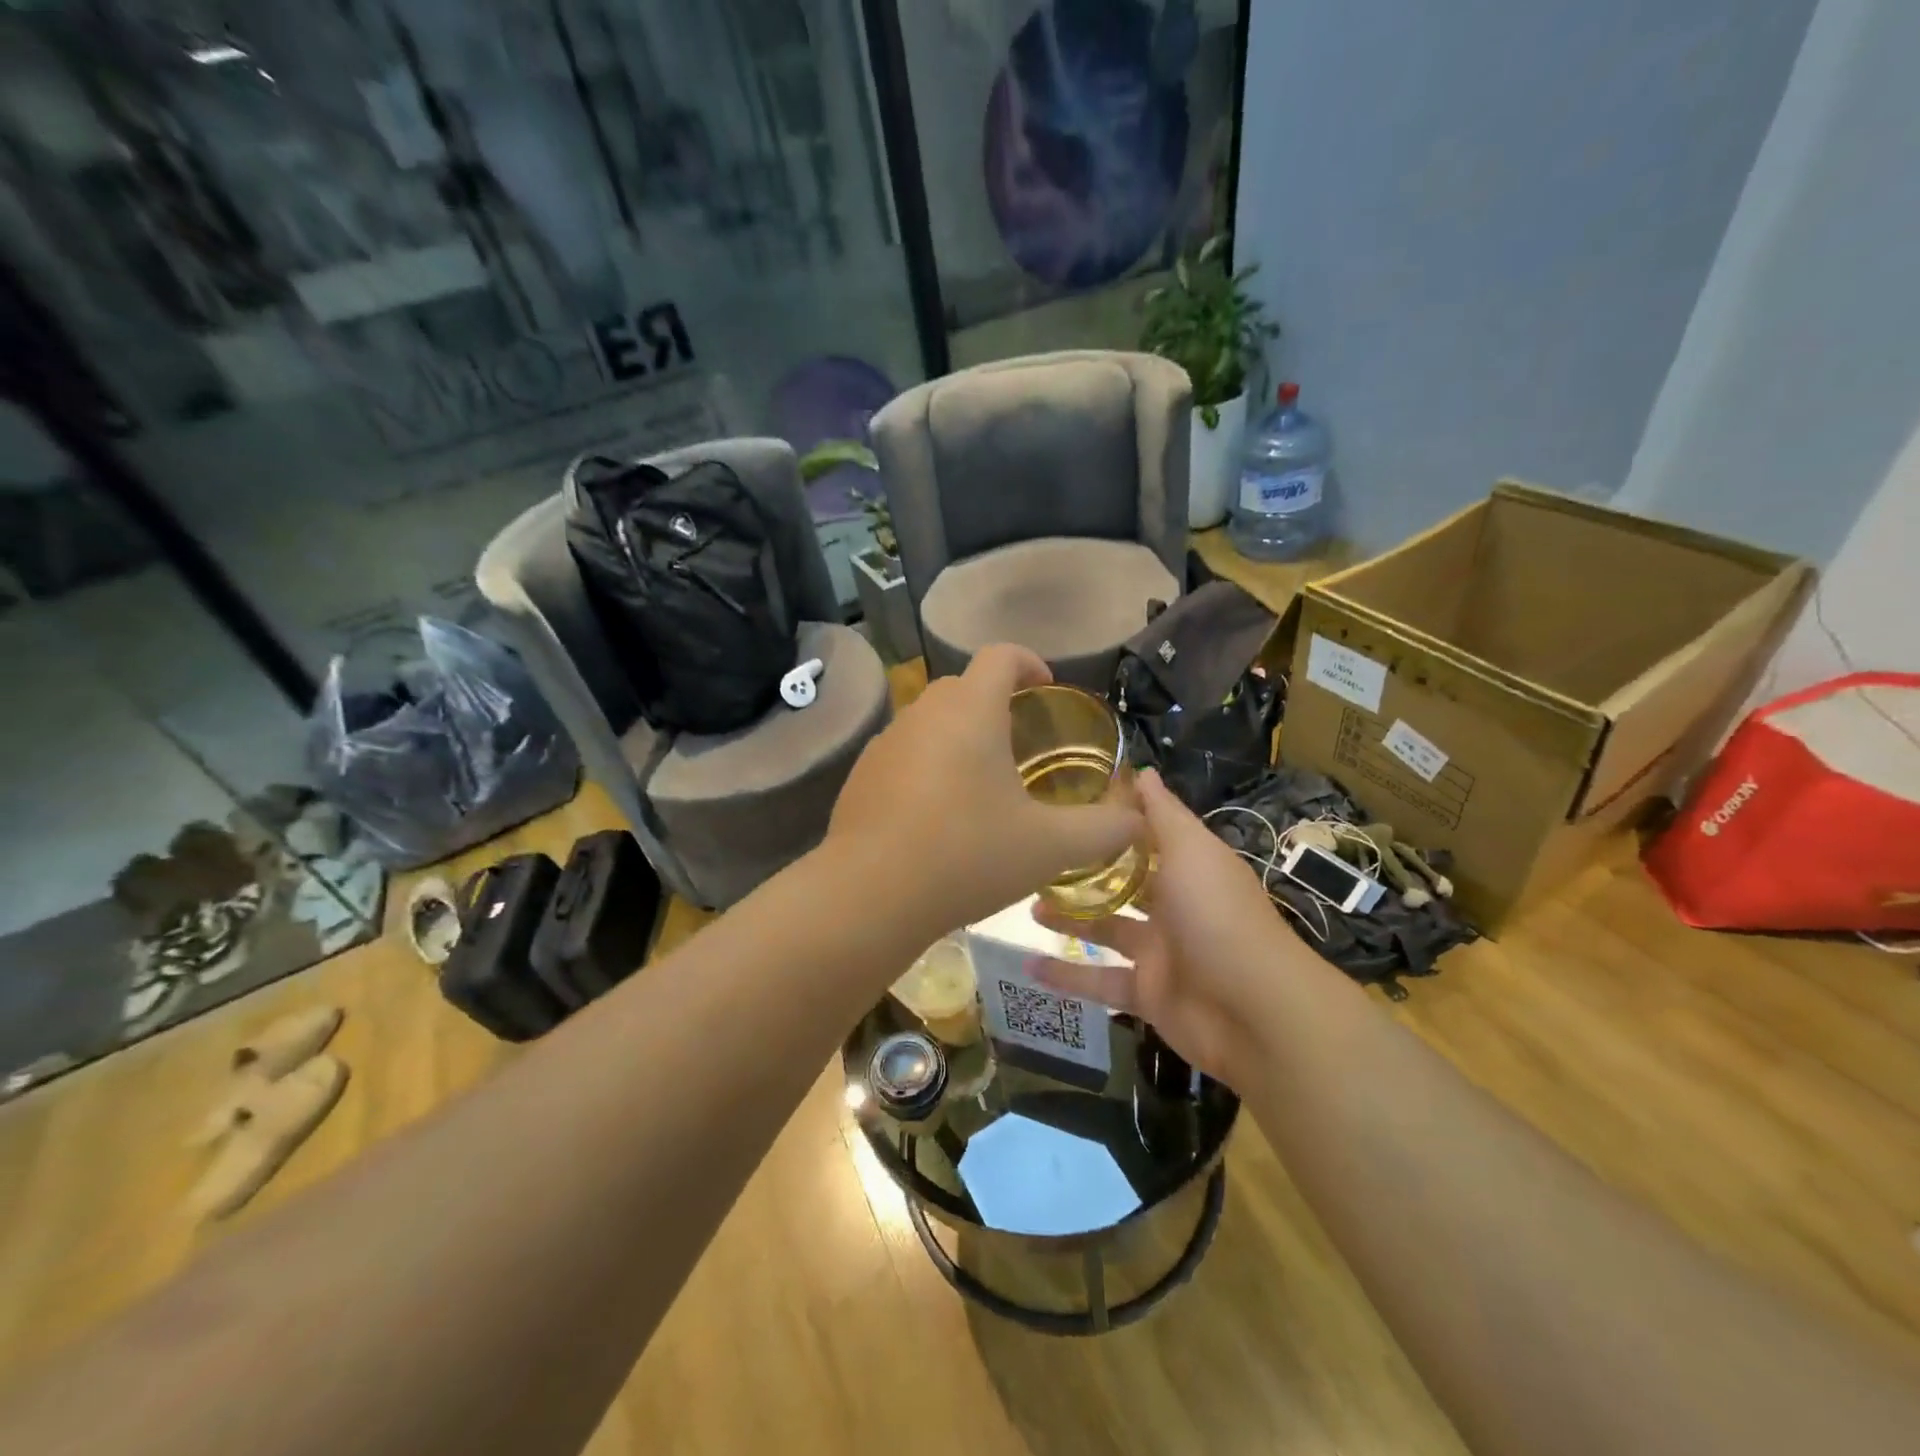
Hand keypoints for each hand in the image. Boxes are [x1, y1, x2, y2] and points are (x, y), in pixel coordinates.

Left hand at [826, 645, 1143, 932]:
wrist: (870, 895)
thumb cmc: (967, 855)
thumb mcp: (1049, 847)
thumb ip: (1103, 829)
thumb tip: (1138, 820)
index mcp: (971, 710)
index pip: (1001, 655)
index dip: (1030, 662)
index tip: (1047, 689)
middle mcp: (923, 713)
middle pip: (965, 686)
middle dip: (997, 703)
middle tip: (1022, 745)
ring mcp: (886, 742)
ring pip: (931, 720)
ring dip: (960, 736)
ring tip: (982, 783)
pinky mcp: (861, 774)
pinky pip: (905, 752)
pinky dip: (928, 765)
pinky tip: (938, 815)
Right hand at [1031, 769, 1310, 1084]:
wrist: (1254, 1011)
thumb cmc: (1218, 915)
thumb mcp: (1191, 851)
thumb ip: (1163, 813)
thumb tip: (1142, 770)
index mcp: (1189, 867)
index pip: (1148, 836)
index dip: (1114, 820)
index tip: (1069, 802)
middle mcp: (1175, 905)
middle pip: (1123, 883)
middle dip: (1085, 871)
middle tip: (1038, 858)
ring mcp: (1160, 952)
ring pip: (1105, 929)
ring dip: (1068, 918)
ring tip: (1026, 904)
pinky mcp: (1146, 994)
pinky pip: (1099, 981)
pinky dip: (1066, 976)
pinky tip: (1027, 965)